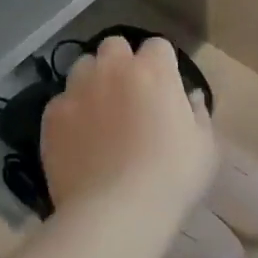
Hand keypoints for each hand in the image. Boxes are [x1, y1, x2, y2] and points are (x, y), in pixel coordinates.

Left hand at [42, 35, 217, 224]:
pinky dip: (70, 112)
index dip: (161, 63)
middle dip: (121, 61)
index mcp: (153, 70)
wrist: (116, 212)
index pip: (157, 45)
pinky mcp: (52, 115)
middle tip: (129, 92)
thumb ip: (197, 112)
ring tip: (99, 111)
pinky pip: (61, 101)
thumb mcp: (204, 147)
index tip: (164, 86)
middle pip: (114, 46)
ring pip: (83, 66)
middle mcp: (112, 69)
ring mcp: (78, 89)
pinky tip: (78, 138)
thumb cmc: (171, 177)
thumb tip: (189, 96)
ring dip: (92, 80)